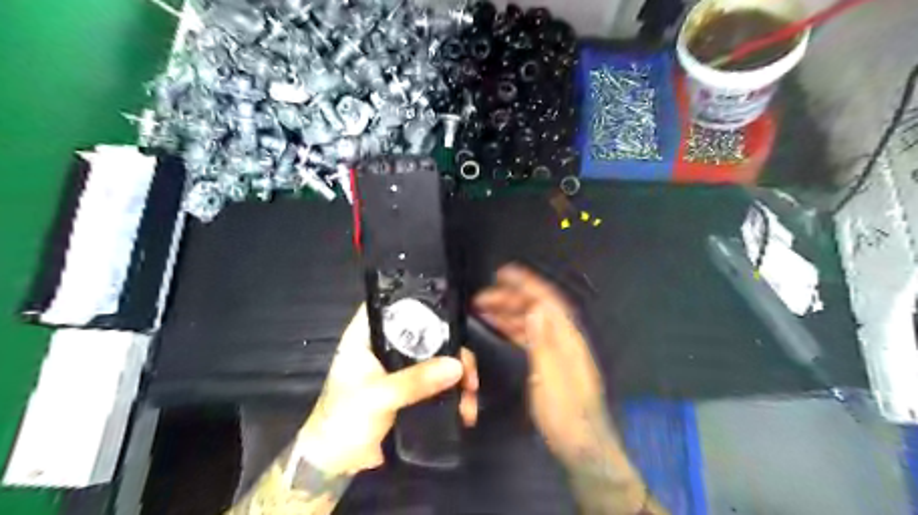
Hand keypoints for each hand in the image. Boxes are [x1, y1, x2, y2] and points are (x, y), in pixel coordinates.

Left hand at [296, 303, 480, 475]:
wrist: (339, 463)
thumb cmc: (344, 421)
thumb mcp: (378, 397)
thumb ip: (415, 381)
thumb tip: (456, 365)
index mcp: (365, 338)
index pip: (389, 305)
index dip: (415, 299)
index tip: (445, 307)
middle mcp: (385, 347)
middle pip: (424, 332)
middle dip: (450, 346)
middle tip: (467, 366)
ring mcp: (400, 368)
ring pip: (435, 356)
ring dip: (457, 371)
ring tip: (471, 391)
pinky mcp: (410, 388)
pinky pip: (437, 380)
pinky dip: (453, 389)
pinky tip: (465, 405)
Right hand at [478, 266, 611, 465]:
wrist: (582, 444)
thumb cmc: (565, 412)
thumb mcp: (551, 376)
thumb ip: (543, 341)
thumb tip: (535, 307)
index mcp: (567, 338)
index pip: (547, 300)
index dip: (526, 283)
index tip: (503, 273)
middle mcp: (564, 338)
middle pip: (537, 308)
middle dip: (511, 298)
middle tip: (483, 297)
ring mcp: (559, 350)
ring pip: (532, 322)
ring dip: (510, 312)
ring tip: (485, 309)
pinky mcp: (552, 362)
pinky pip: (531, 336)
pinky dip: (514, 328)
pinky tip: (501, 329)